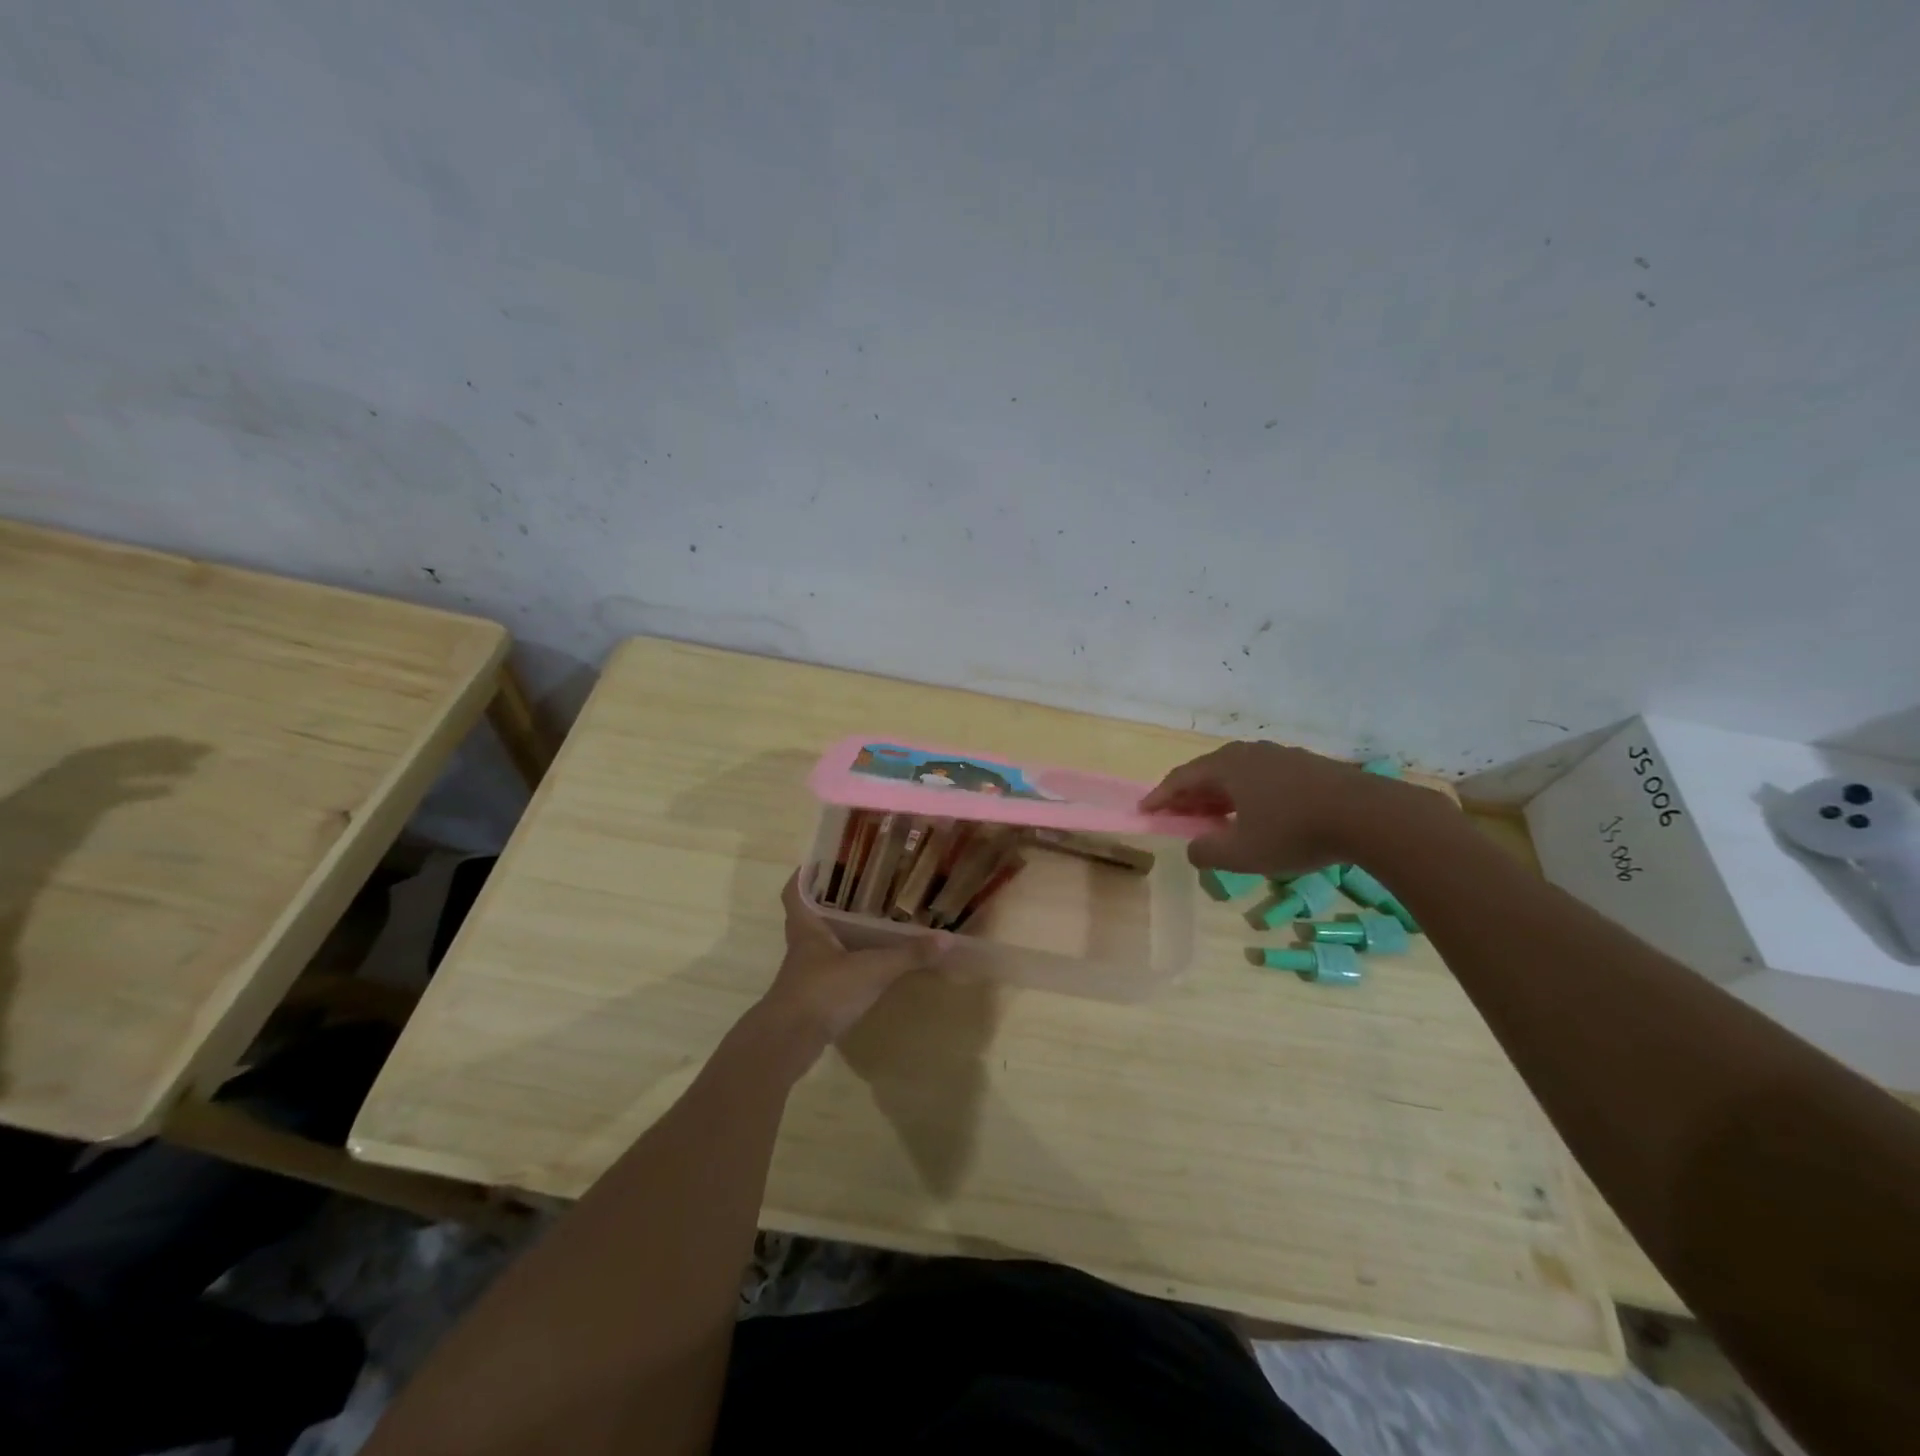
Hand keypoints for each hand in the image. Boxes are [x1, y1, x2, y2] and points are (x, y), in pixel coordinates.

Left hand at [759, 874, 940, 1052]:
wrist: (789, 1042)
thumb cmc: (823, 991)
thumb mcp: (872, 970)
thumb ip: (908, 955)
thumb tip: (947, 939)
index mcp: (807, 926)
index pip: (796, 891)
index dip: (805, 875)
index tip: (821, 861)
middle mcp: (802, 944)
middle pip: (809, 914)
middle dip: (830, 902)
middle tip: (860, 888)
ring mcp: (804, 972)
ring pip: (820, 942)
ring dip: (838, 932)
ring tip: (869, 921)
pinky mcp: (811, 996)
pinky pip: (828, 969)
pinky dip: (844, 962)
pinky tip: (866, 963)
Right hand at [1141, 740, 1417, 876]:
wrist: (1368, 816)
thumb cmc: (1294, 832)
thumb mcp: (1242, 853)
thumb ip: (1208, 852)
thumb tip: (1193, 848)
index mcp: (1227, 767)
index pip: (1182, 778)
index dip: (1160, 797)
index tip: (1144, 811)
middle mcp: (1249, 753)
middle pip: (1208, 772)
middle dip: (1189, 795)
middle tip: (1177, 815)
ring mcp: (1280, 756)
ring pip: (1237, 774)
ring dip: (1219, 795)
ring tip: (1214, 816)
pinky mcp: (1307, 766)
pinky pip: (1262, 778)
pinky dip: (1247, 795)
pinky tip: (1256, 814)